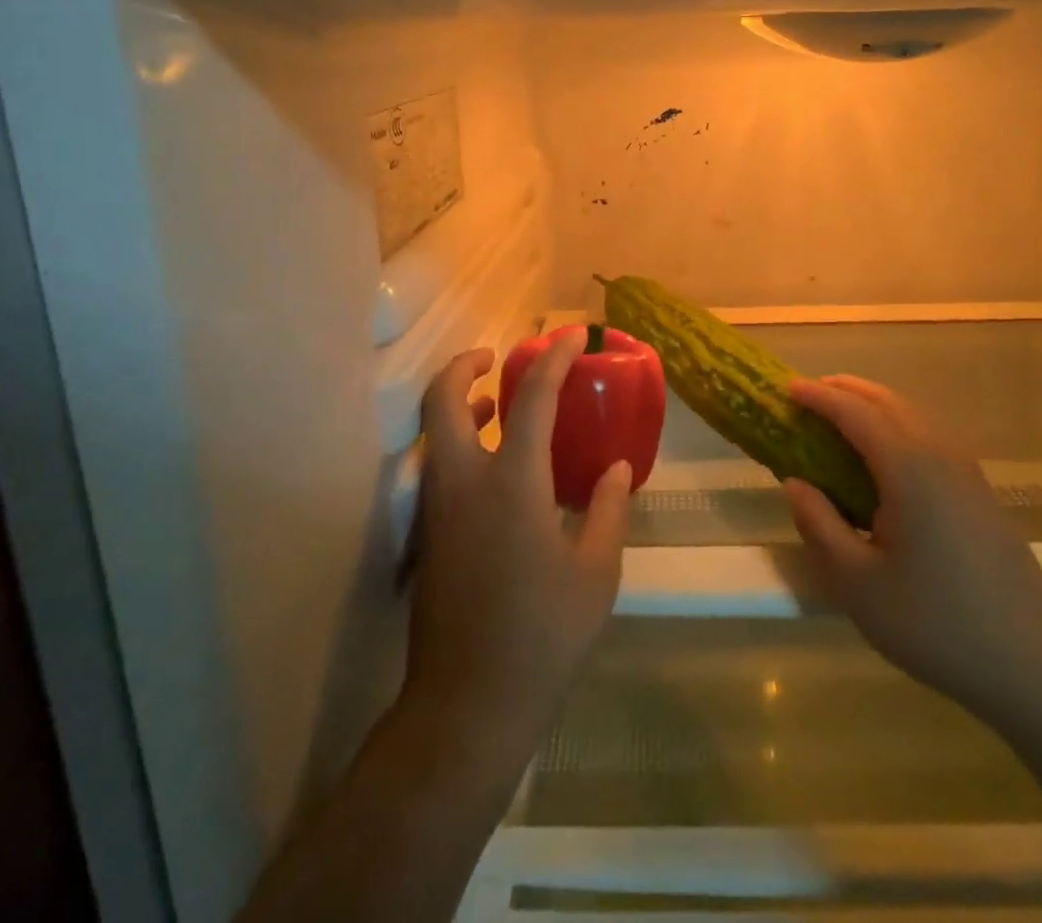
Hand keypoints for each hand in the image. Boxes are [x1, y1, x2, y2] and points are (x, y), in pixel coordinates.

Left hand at [404, 332, 632, 768]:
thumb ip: (608, 510)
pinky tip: (493, 466)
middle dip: (465, 364)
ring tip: (494, 403)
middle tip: (497, 357)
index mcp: (513, 484)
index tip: (573, 336)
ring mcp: (437, 509)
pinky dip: (456, 441)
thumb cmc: (543, 637)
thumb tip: (614, 469)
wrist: (467, 707)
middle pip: (443, 398)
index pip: (532, 397)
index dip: (554, 358)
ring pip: (433, 431)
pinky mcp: (427, 535)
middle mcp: (464, 482)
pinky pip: (436, 464)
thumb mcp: (596, 574)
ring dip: (458, 402)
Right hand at [783, 375, 1041, 723]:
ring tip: (838, 419)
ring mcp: (966, 472)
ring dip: (872, 406)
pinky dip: (895, 428)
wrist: (1036, 666)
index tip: (787, 388)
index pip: (855, 413)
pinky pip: (928, 438)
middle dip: (845, 390)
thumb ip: (819, 526)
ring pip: (912, 416)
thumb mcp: (859, 585)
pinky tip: (882, 459)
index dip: (818, 397)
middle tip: (808, 395)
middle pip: (887, 402)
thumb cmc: (938, 626)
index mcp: (909, 468)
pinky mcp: (979, 492)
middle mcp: (940, 454)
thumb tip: (795, 483)